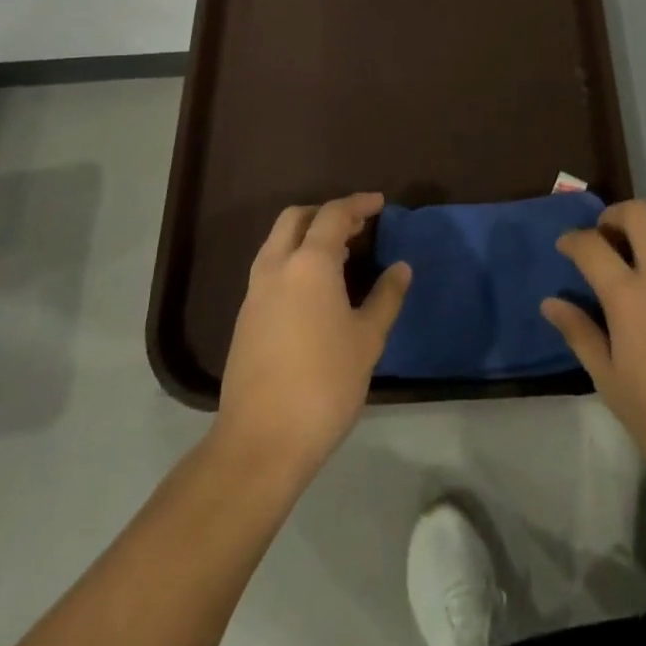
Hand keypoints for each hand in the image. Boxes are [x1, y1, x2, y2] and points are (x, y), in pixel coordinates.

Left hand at [217, 193, 409, 475]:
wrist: (261, 442)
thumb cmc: (323, 385)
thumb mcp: (367, 340)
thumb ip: (386, 297)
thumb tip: (401, 267)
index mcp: (309, 264)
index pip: (333, 214)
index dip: (358, 204)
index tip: (379, 203)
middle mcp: (276, 267)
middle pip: (296, 218)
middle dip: (325, 213)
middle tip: (356, 226)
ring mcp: (254, 292)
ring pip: (278, 242)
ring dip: (306, 236)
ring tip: (339, 254)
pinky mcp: (244, 318)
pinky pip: (271, 268)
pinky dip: (293, 260)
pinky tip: (314, 289)